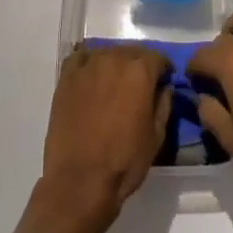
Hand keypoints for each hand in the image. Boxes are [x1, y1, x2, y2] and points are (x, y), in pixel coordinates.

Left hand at [38, 43, 170, 227]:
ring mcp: (88, 65)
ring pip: (107, 52)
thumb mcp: (156, 137)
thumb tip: (165, 87)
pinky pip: (81, 58)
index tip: (162, 83)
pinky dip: (89, 64)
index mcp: (140, 71)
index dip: (163, 71)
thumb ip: (164, 104)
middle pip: (132, 52)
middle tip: (138, 87)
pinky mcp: (67, 76)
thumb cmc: (124, 161)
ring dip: (115, 64)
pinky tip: (91, 79)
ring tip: (114, 85)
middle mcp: (114, 58)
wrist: (79, 180)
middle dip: (139, 66)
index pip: (158, 58)